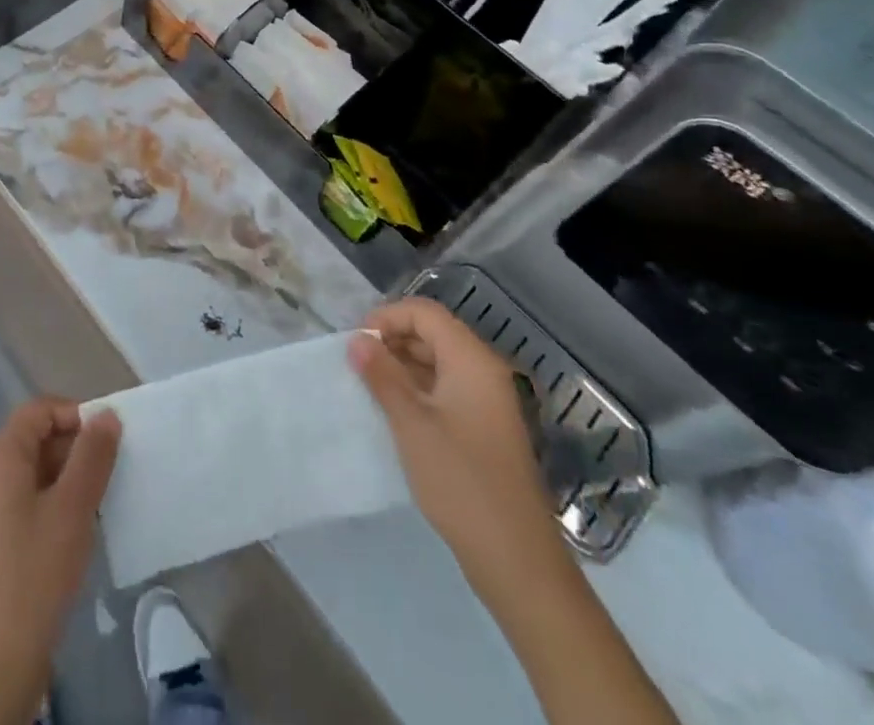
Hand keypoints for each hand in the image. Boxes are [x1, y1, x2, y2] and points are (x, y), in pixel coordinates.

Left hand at [0, 398, 120, 724]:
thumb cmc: (35, 572)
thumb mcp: (73, 507)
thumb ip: (92, 455)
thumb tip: (106, 414)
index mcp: (2, 455)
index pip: (41, 409)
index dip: (76, 414)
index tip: (110, 440)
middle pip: (40, 437)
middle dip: (79, 447)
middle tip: (114, 471)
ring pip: (41, 471)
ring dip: (74, 478)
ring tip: (106, 500)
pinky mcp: (2, 538)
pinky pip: (36, 499)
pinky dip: (62, 503)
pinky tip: (86, 527)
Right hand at [348, 298, 564, 607]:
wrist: (517, 560)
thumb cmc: (461, 481)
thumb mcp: (411, 424)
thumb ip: (382, 376)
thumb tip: (357, 340)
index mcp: (472, 361)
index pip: (425, 313)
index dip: (387, 317)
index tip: (356, 343)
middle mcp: (484, 372)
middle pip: (433, 334)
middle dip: (392, 340)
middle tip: (357, 364)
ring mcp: (488, 403)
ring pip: (439, 363)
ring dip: (402, 366)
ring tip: (368, 387)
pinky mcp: (485, 430)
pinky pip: (446, 390)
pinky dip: (418, 390)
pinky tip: (394, 412)